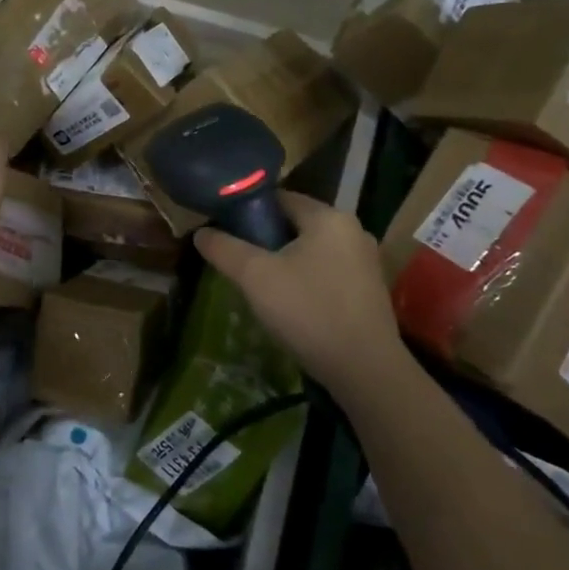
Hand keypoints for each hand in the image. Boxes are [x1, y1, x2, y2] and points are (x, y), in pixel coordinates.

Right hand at [195, 192, 409, 386]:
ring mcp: (365, 262)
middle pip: (296, 224)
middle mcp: (353, 231)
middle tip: (238, 261)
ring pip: (311, 250)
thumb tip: (200, 233)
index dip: (248, 210)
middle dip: (265, 239)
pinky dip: (306, 280)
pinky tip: (290, 304)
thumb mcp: (255, 277)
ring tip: (259, 285)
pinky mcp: (369, 290)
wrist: (365, 371)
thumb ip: (224, 249)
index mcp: (329, 217)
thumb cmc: (309, 311)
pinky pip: (327, 272)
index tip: (225, 230)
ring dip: (285, 261)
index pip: (280, 198)